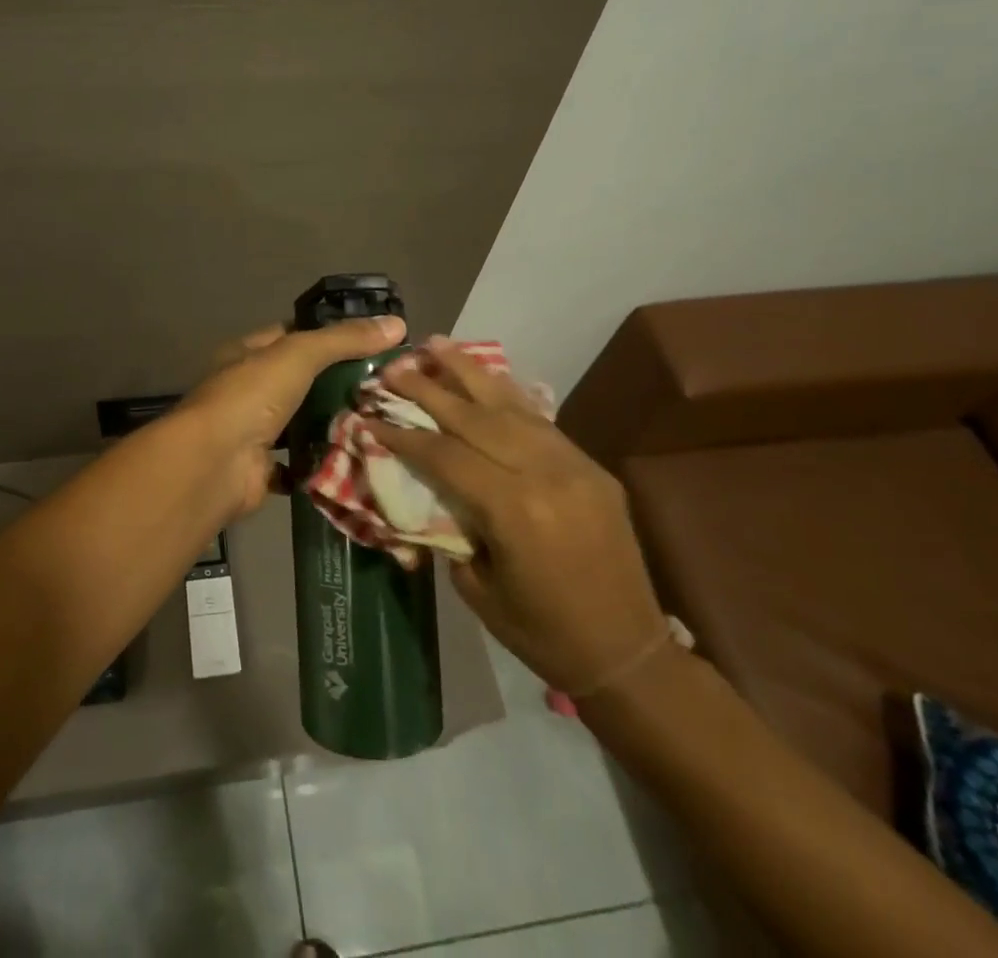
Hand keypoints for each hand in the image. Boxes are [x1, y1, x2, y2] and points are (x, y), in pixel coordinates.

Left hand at [176, 316, 405, 518]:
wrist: (215, 465)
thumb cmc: (250, 397)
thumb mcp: (298, 355)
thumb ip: (343, 340)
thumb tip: (397, 323)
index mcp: (247, 354)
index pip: (292, 336)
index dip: (329, 336)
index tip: (371, 342)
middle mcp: (247, 390)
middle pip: (300, 381)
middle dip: (338, 384)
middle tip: (386, 386)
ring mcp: (253, 431)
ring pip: (301, 422)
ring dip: (332, 423)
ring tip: (382, 420)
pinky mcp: (262, 469)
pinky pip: (299, 463)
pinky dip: (322, 462)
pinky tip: (358, 457)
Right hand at [371, 338, 669, 695]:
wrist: (628, 654)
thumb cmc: (541, 632)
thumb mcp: (475, 585)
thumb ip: (449, 525)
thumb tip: (423, 486)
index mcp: (513, 509)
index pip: (445, 454)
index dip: (403, 434)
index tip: (370, 415)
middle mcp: (544, 474)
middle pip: (475, 417)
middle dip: (429, 389)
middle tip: (394, 367)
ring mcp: (574, 465)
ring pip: (511, 405)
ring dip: (469, 372)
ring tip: (436, 344)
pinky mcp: (591, 467)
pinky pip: (540, 420)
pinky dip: (506, 395)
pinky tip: (485, 377)